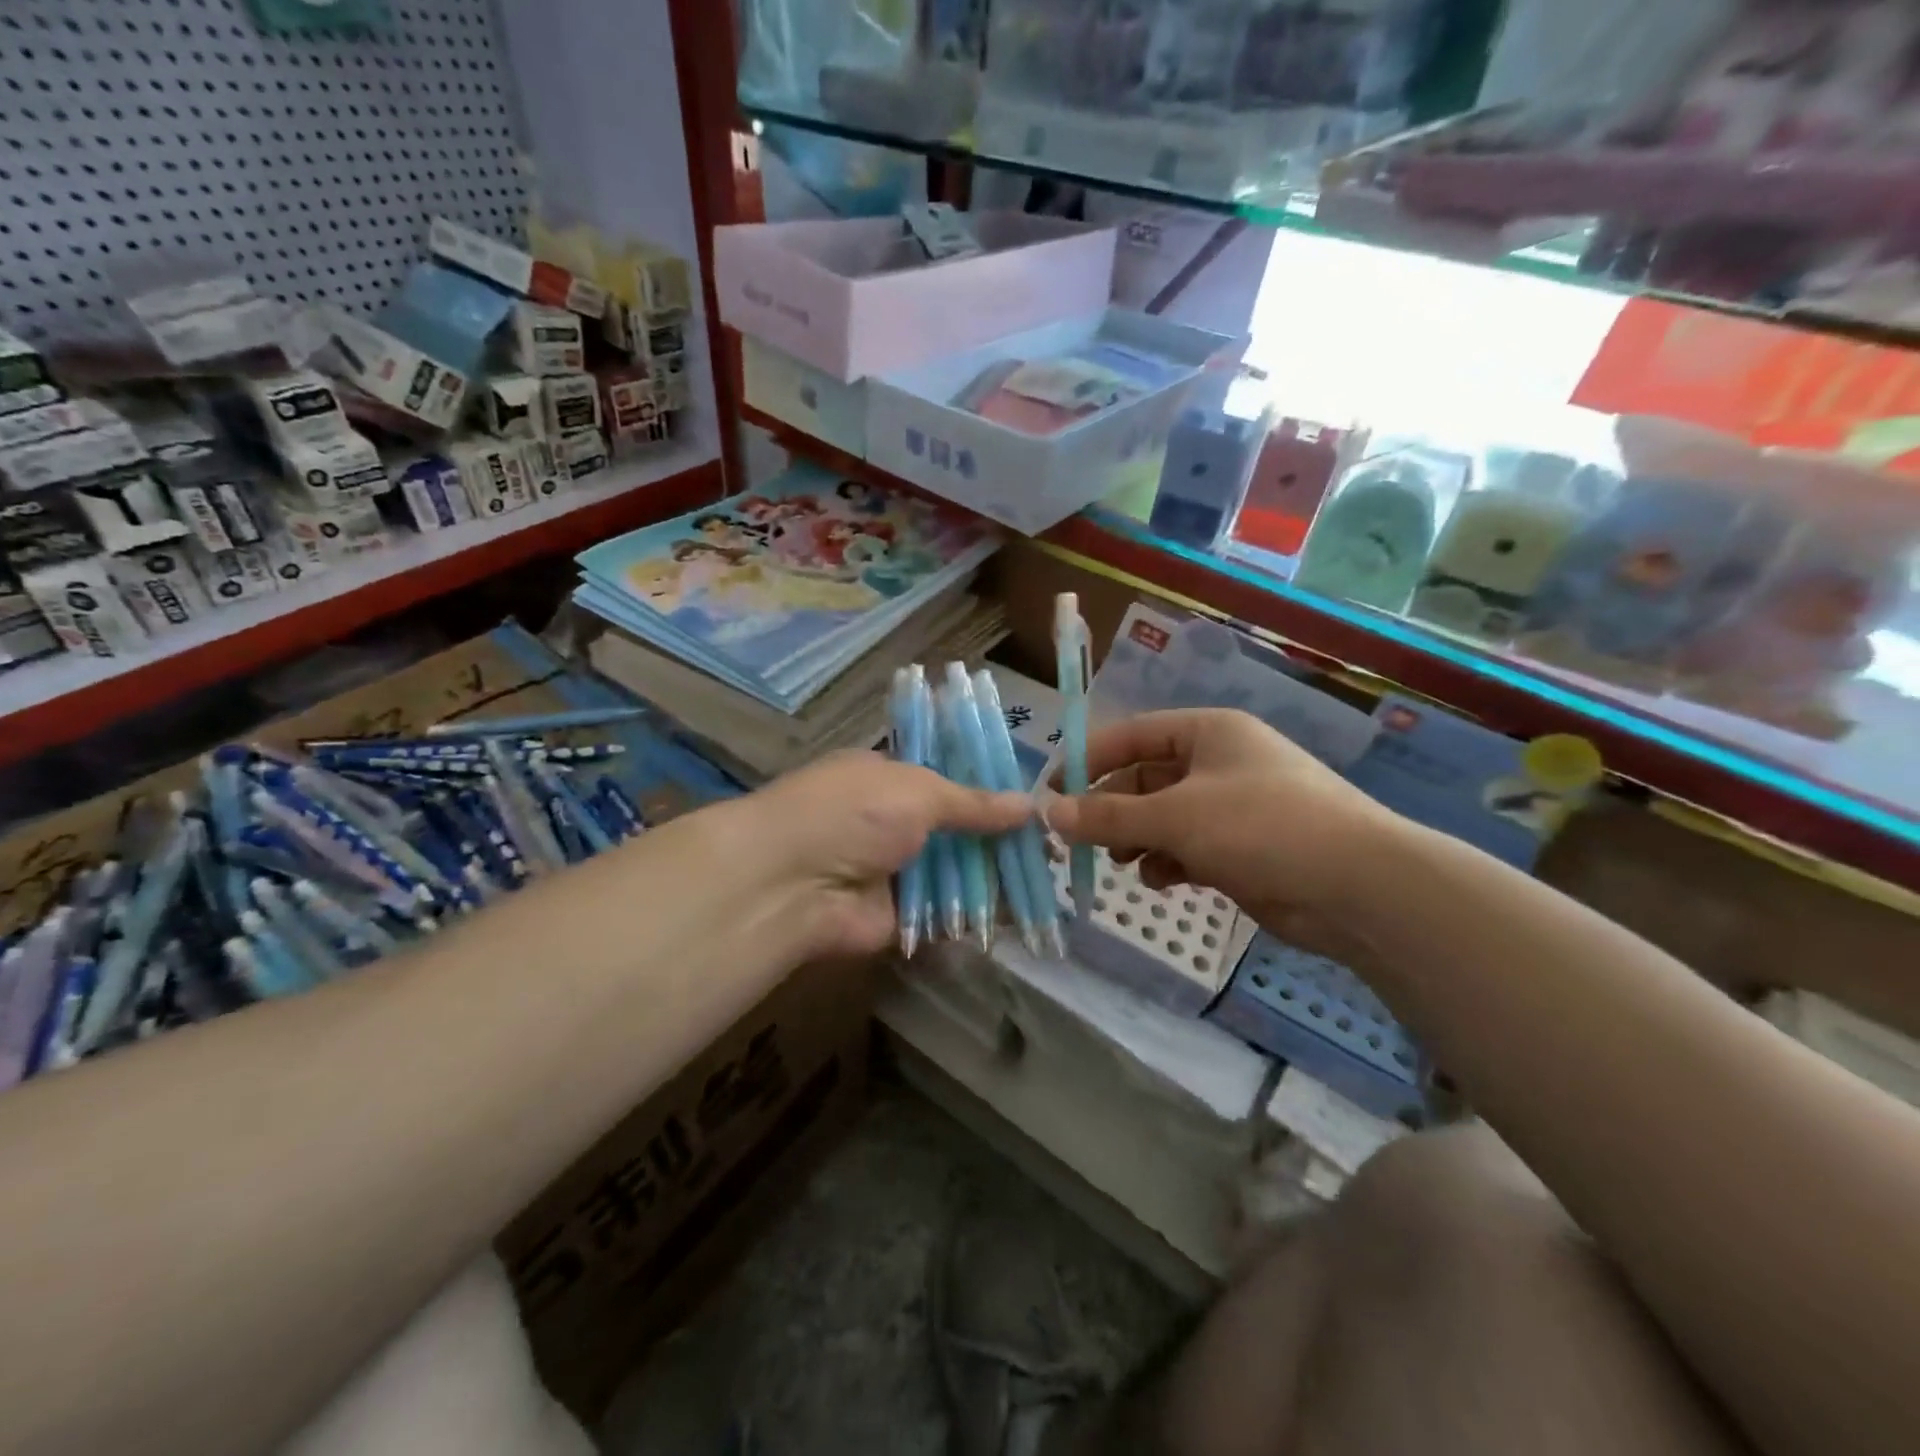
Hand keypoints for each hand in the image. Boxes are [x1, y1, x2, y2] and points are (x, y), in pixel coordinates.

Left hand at [712, 750, 1032, 960]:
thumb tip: (1029, 805)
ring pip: (956, 873)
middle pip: (956, 830)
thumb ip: (973, 803)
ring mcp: (894, 871)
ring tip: (1053, 880)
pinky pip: (948, 914)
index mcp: (887, 778)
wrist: (793, 882)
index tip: (1033, 801)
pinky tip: (1027, 915)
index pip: (946, 778)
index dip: (987, 789)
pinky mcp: (900, 917)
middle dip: (999, 838)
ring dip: (997, 878)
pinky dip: (981, 915)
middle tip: (1054, 847)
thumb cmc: (853, 812)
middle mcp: (891, 822)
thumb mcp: (918, 790)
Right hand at [1045, 709, 1398, 955]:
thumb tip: (1049, 814)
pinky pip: (1188, 846)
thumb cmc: (1261, 827)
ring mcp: (1233, 806)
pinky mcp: (1243, 848)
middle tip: (1077, 839)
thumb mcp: (1175, 816)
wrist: (1357, 887)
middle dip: (1112, 809)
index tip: (1052, 792)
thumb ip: (1109, 816)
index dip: (1089, 761)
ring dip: (1137, 837)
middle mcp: (1219, 762)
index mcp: (1207, 732)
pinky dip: (1168, 861)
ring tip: (1119, 860)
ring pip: (1164, 816)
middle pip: (1146, 778)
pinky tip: (1159, 880)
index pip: (1132, 735)